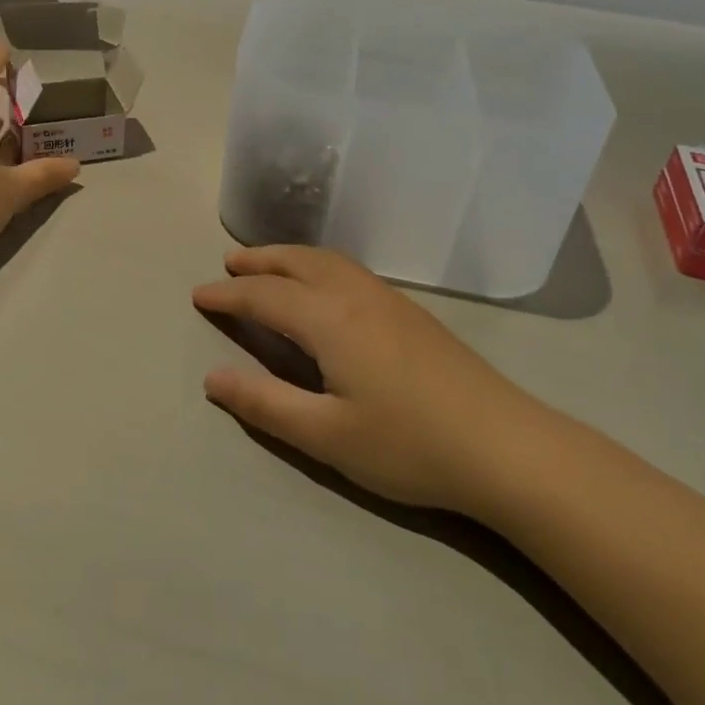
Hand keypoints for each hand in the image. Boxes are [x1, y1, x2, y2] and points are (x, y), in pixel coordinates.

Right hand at [193, 246, 536, 514]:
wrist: (506, 446)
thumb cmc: (409, 444)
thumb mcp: (327, 435)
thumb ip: (265, 404)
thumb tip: (212, 378)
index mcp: (330, 319)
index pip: (265, 295)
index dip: (228, 294)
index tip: (198, 295)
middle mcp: (356, 295)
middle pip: (297, 262)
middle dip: (259, 260)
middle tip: (229, 263)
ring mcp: (389, 300)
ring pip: (328, 261)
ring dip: (290, 257)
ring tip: (268, 266)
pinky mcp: (411, 312)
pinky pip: (349, 270)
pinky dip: (319, 265)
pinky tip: (324, 287)